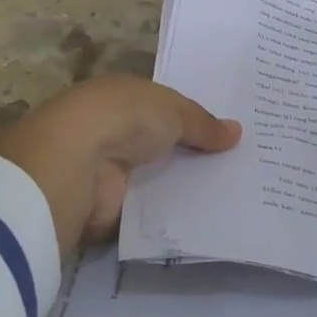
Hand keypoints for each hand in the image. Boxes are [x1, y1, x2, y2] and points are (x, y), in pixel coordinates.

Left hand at [0, 76, 241, 256]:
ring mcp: (107, 170)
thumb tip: (237, 132)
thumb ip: (203, 123)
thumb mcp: (173, 109)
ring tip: (232, 195)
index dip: (192, 118)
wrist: (77, 163)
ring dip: (180, 185)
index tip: (226, 133)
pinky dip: (168, 214)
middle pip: (160, 144)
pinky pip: (147, 210)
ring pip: (154, 178)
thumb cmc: (124, 118)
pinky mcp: (107, 207)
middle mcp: (112, 130)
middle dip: (191, 153)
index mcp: (122, 97)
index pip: (162, 107)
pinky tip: (204, 219)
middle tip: (238, 165)